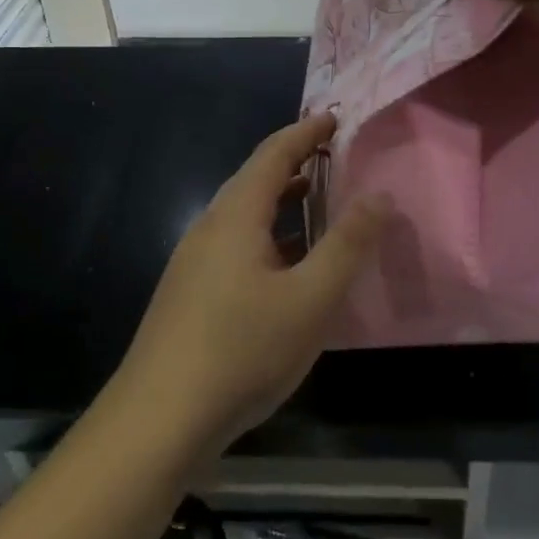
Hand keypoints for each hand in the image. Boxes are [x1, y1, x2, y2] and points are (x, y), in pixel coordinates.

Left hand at [116, 114, 388, 453]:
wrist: (158, 420)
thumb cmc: (242, 351)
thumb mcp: (311, 299)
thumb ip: (348, 245)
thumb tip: (380, 195)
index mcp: (235, 217)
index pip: (273, 154)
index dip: (305, 133)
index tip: (334, 118)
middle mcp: (208, 228)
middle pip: (253, 179)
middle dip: (293, 162)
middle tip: (331, 157)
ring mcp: (192, 262)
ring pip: (242, 215)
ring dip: (278, 201)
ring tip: (314, 203)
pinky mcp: (188, 294)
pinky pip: (234, 244)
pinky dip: (266, 234)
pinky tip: (283, 267)